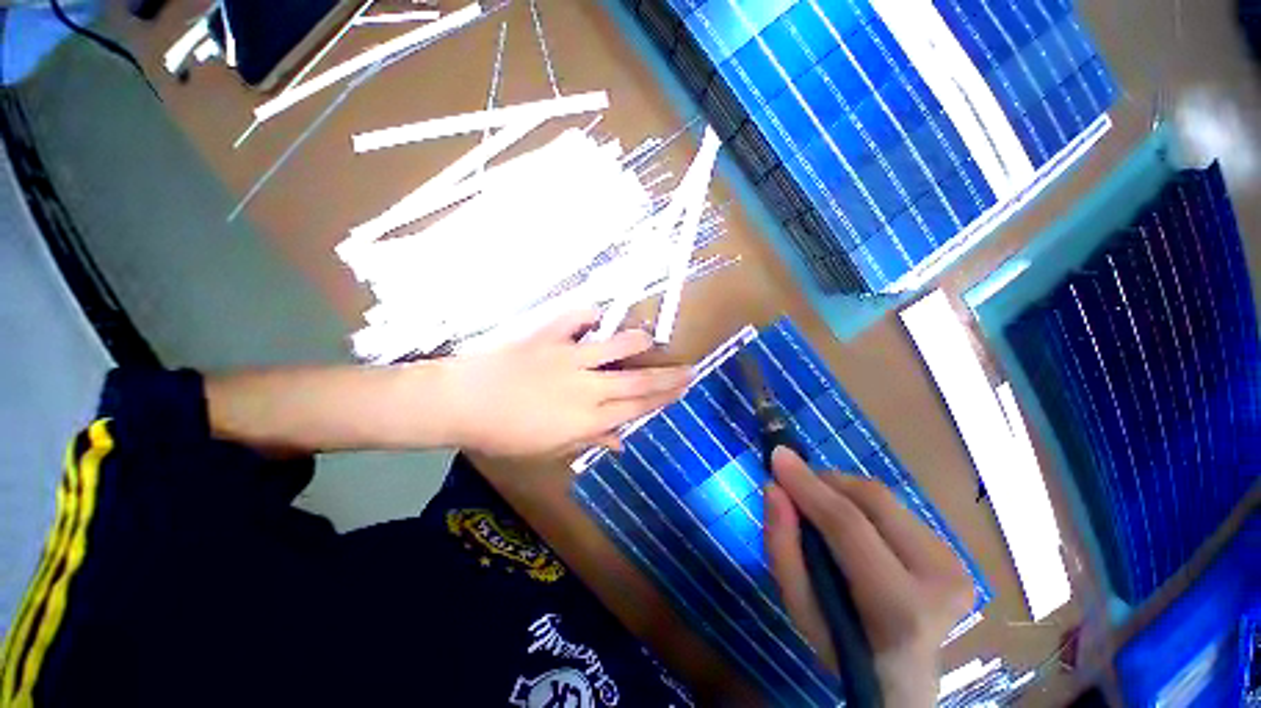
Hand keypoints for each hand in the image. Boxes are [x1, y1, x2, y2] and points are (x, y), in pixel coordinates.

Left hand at [443, 309, 690, 457]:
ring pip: (614, 347)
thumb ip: (588, 439)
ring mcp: (568, 358)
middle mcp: (585, 387)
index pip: (636, 409)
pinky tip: (597, 314)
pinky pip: (575, 319)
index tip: (683, 389)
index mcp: (586, 418)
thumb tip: (620, 442)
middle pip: (636, 382)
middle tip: (689, 369)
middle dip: (666, 377)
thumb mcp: (549, 448)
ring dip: (636, 343)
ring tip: (651, 340)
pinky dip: (588, 314)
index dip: (663, 399)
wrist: (462, 402)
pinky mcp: (549, 336)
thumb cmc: (505, 433)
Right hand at [763, 448, 974, 706]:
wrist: (904, 678)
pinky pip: (895, 507)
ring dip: (841, 490)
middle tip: (793, 482)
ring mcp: (955, 563)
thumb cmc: (843, 648)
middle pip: (873, 500)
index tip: (777, 457)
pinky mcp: (954, 553)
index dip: (809, 486)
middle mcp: (940, 579)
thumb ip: (782, 547)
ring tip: (818, 505)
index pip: (849, 526)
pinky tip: (848, 520)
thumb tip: (773, 488)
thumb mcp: (800, 608)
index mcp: (900, 608)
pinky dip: (860, 502)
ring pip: (884, 498)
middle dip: (825, 481)